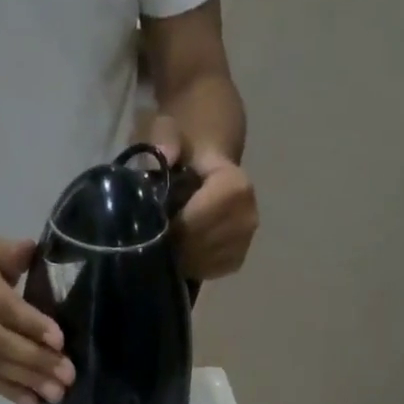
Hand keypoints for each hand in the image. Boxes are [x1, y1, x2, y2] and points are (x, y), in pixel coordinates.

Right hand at [0, 238, 75, 403]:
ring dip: (29, 382)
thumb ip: (12, 253)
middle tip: (68, 374)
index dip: (33, 325)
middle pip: (6, 345)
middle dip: (38, 361)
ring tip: (57, 394)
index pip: (8, 309)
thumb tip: (35, 249)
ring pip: (0, 367)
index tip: (59, 340)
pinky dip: (11, 393)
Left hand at [150, 116, 257, 279]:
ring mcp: (244, 243)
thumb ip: (165, 139)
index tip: (156, 219)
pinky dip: (190, 264)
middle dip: (174, 243)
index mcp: (237, 187)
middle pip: (200, 247)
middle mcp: (248, 218)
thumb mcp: (170, 131)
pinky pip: (207, 272)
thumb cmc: (187, 148)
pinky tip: (182, 248)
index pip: (200, 221)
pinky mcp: (236, 261)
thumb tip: (165, 157)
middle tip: (155, 234)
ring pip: (201, 264)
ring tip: (168, 239)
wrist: (209, 162)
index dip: (175, 225)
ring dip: (180, 256)